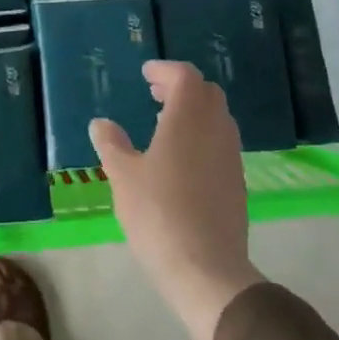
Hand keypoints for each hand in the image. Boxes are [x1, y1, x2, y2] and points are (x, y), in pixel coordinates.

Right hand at [91, 60, 263, 339]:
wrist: (206, 269)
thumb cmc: (158, 213)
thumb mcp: (123, 176)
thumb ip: (112, 144)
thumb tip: (101, 124)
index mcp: (188, 119)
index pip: (185, 77)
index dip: (165, 70)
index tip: (147, 74)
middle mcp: (215, 129)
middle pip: (206, 93)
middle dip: (181, 87)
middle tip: (155, 93)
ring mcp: (231, 157)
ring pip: (217, 118)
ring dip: (194, 111)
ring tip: (164, 124)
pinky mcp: (237, 182)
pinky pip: (221, 143)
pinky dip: (202, 135)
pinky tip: (181, 159)